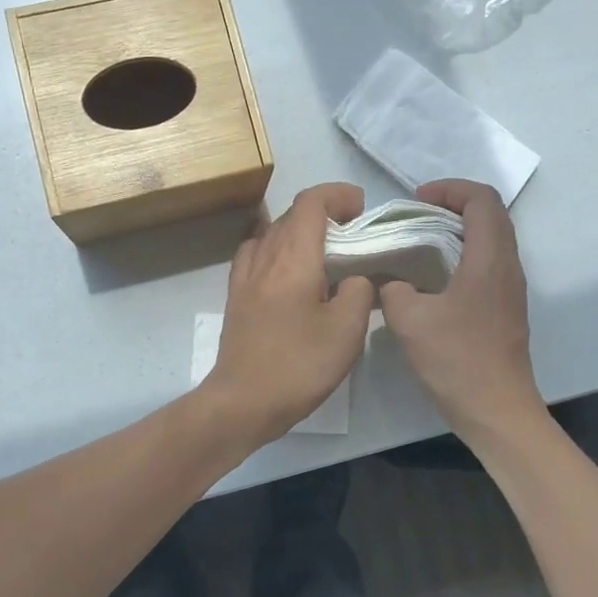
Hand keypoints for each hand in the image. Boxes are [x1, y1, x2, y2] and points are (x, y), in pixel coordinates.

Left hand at [203, 183, 375, 444]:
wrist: (243, 401)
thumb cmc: (298, 365)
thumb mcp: (346, 331)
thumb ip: (358, 292)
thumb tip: (355, 279)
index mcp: (293, 258)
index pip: (311, 203)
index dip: (338, 195)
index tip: (361, 207)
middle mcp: (264, 257)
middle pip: (290, 214)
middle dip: (323, 211)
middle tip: (352, 232)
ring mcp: (245, 277)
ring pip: (271, 232)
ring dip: (298, 230)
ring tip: (322, 251)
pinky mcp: (236, 297)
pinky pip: (255, 254)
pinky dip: (275, 248)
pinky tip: (288, 271)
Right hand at [378, 179, 542, 435]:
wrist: (496, 410)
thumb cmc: (457, 360)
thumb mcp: (409, 320)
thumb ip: (393, 289)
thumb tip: (391, 282)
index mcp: (490, 259)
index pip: (482, 200)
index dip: (450, 188)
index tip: (417, 200)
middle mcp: (507, 267)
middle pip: (490, 215)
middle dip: (452, 205)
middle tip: (415, 216)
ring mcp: (510, 289)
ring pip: (490, 240)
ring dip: (457, 231)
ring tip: (419, 243)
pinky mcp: (505, 309)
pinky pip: (486, 264)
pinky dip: (460, 256)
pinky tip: (431, 280)